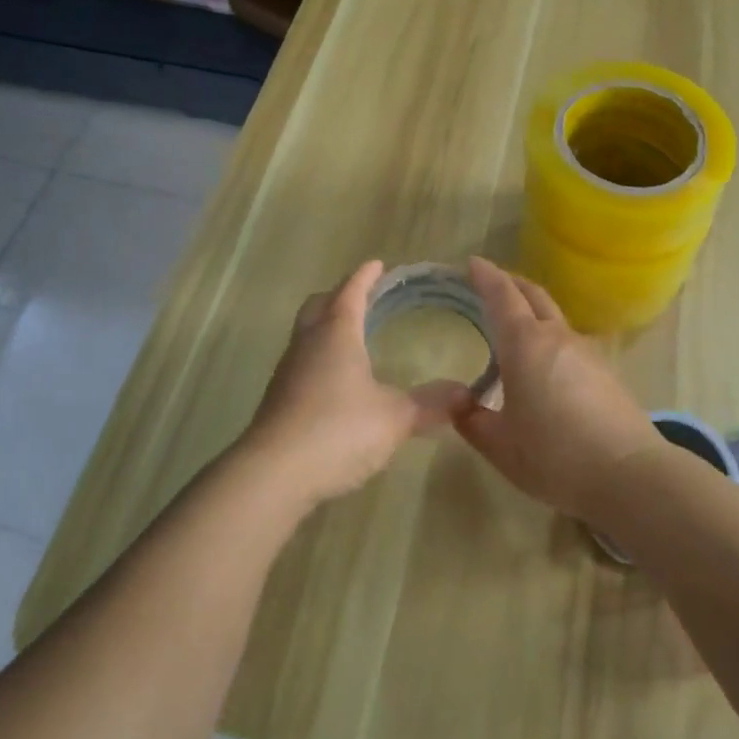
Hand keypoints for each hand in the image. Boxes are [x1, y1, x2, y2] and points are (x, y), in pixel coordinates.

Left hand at [243, 260, 466, 506]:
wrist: (272, 474)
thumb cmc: (337, 431)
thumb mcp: (394, 418)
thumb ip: (430, 403)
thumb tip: (467, 394)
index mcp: (336, 333)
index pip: (350, 291)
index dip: (365, 276)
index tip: (377, 265)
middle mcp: (307, 343)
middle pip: (319, 305)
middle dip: (340, 295)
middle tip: (364, 297)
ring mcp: (288, 371)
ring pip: (306, 333)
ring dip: (326, 327)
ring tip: (353, 336)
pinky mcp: (278, 399)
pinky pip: (302, 363)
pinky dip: (320, 358)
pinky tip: (336, 381)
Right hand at [449, 257, 664, 522]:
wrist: (629, 475)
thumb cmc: (555, 457)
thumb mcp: (500, 446)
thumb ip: (472, 420)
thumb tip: (457, 402)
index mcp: (525, 345)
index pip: (502, 296)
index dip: (486, 276)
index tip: (472, 263)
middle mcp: (556, 337)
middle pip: (533, 295)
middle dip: (510, 282)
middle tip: (489, 282)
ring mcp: (586, 351)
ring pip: (553, 316)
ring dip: (531, 309)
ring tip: (512, 325)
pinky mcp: (605, 370)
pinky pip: (568, 339)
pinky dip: (547, 335)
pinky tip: (542, 362)